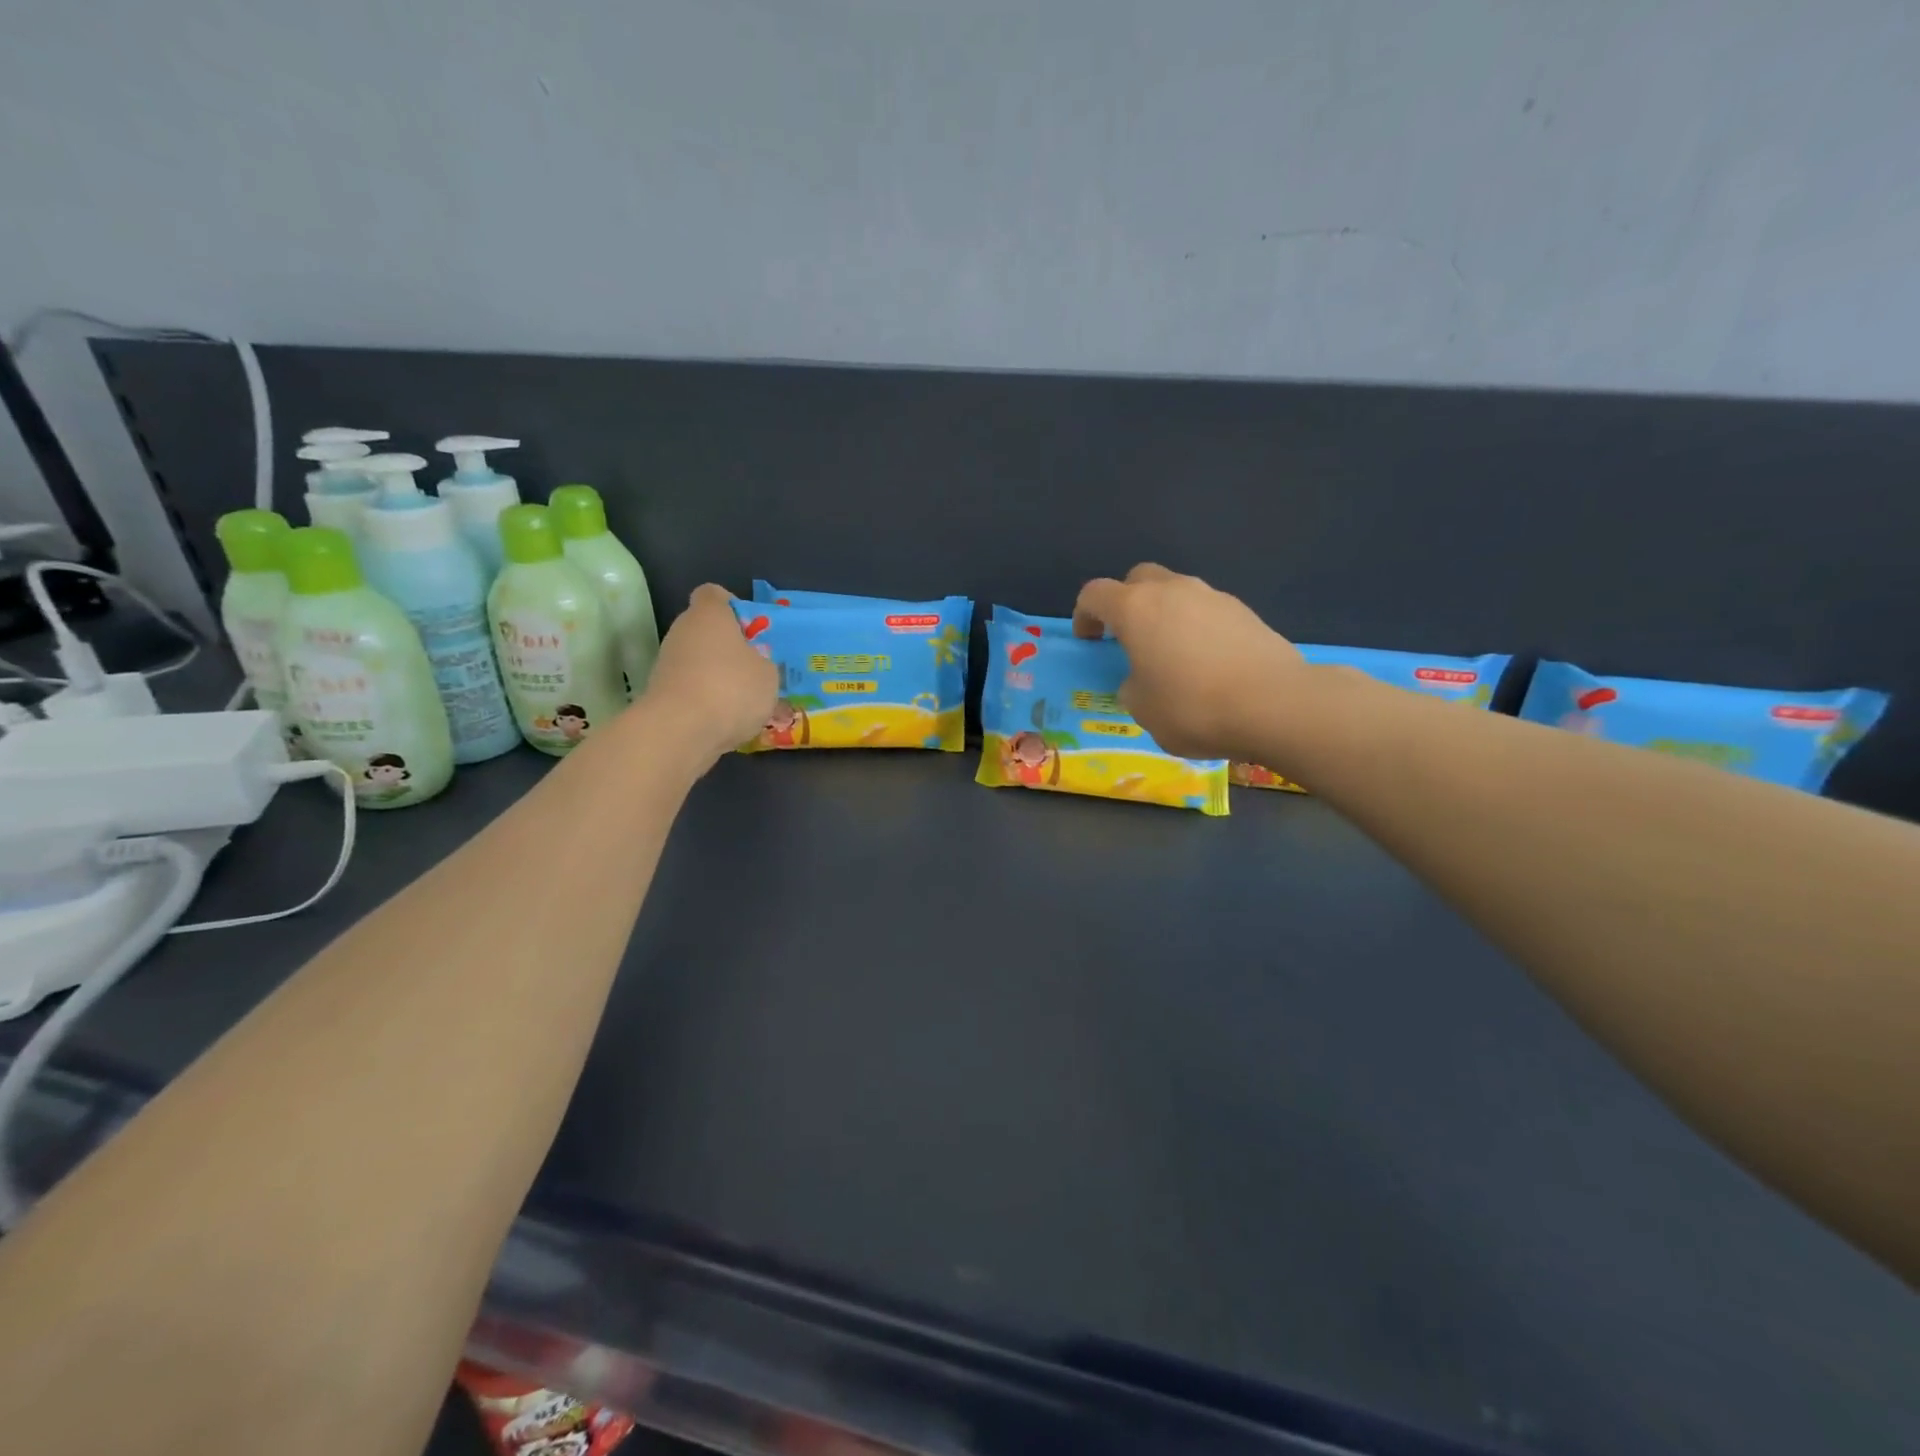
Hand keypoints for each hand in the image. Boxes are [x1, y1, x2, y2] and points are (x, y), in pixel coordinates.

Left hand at [641, 584, 779, 764]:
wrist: (681, 731)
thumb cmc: (732, 688)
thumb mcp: (768, 674)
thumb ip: (763, 662)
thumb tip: (754, 665)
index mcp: (709, 615)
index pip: (714, 594)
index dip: (733, 605)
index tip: (751, 628)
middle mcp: (682, 632)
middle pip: (706, 630)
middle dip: (730, 647)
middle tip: (756, 668)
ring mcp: (667, 663)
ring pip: (699, 662)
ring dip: (719, 676)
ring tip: (746, 702)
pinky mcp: (662, 694)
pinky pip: (692, 689)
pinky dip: (707, 700)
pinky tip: (728, 720)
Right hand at [1072, 564, 1305, 759]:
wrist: (1274, 705)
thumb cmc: (1192, 707)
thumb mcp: (1142, 709)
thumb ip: (1132, 687)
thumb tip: (1142, 680)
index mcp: (1135, 609)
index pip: (1094, 594)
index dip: (1084, 615)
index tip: (1090, 641)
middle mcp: (1172, 590)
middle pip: (1138, 579)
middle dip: (1126, 602)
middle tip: (1129, 638)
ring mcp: (1213, 596)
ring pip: (1177, 592)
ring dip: (1165, 614)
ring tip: (1172, 655)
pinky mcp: (1246, 611)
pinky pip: (1207, 611)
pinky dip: (1197, 628)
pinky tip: (1207, 663)